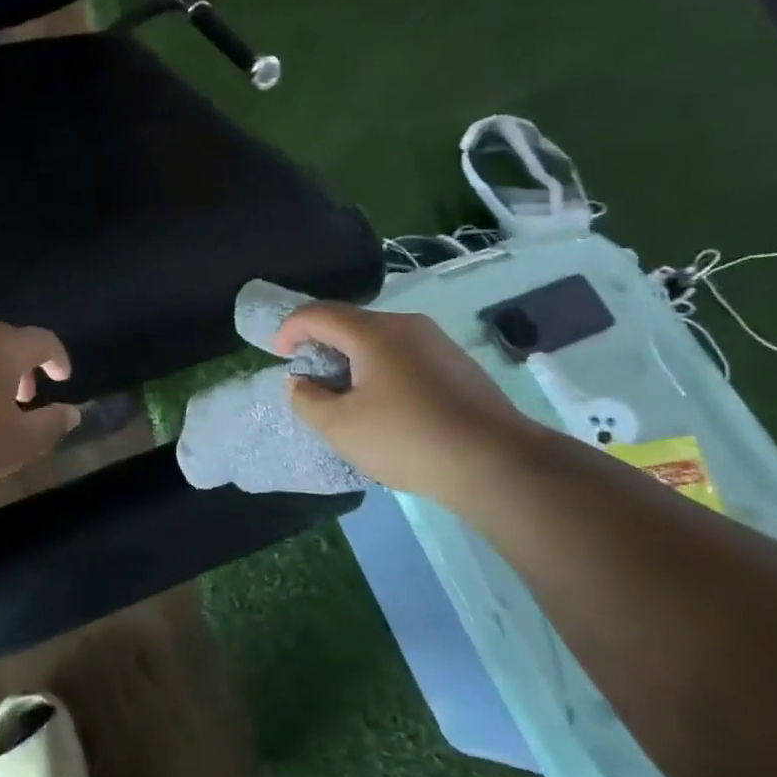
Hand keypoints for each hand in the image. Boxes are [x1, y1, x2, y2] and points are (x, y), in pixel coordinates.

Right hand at [275, 303, 529, 496]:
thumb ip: (307, 400)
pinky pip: (406, 356)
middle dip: (322, 345)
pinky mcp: (458, 364)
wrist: (496, 462)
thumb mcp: (340, 427)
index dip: (290, 328)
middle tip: (311, 379)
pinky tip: (388, 406)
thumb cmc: (407, 439)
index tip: (279, 354)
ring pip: (381, 340)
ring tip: (347, 396)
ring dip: (354, 359)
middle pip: (351, 323)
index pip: (318, 313)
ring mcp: (437, 343)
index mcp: (373, 332)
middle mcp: (406, 325)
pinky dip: (382, 370)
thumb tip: (301, 382)